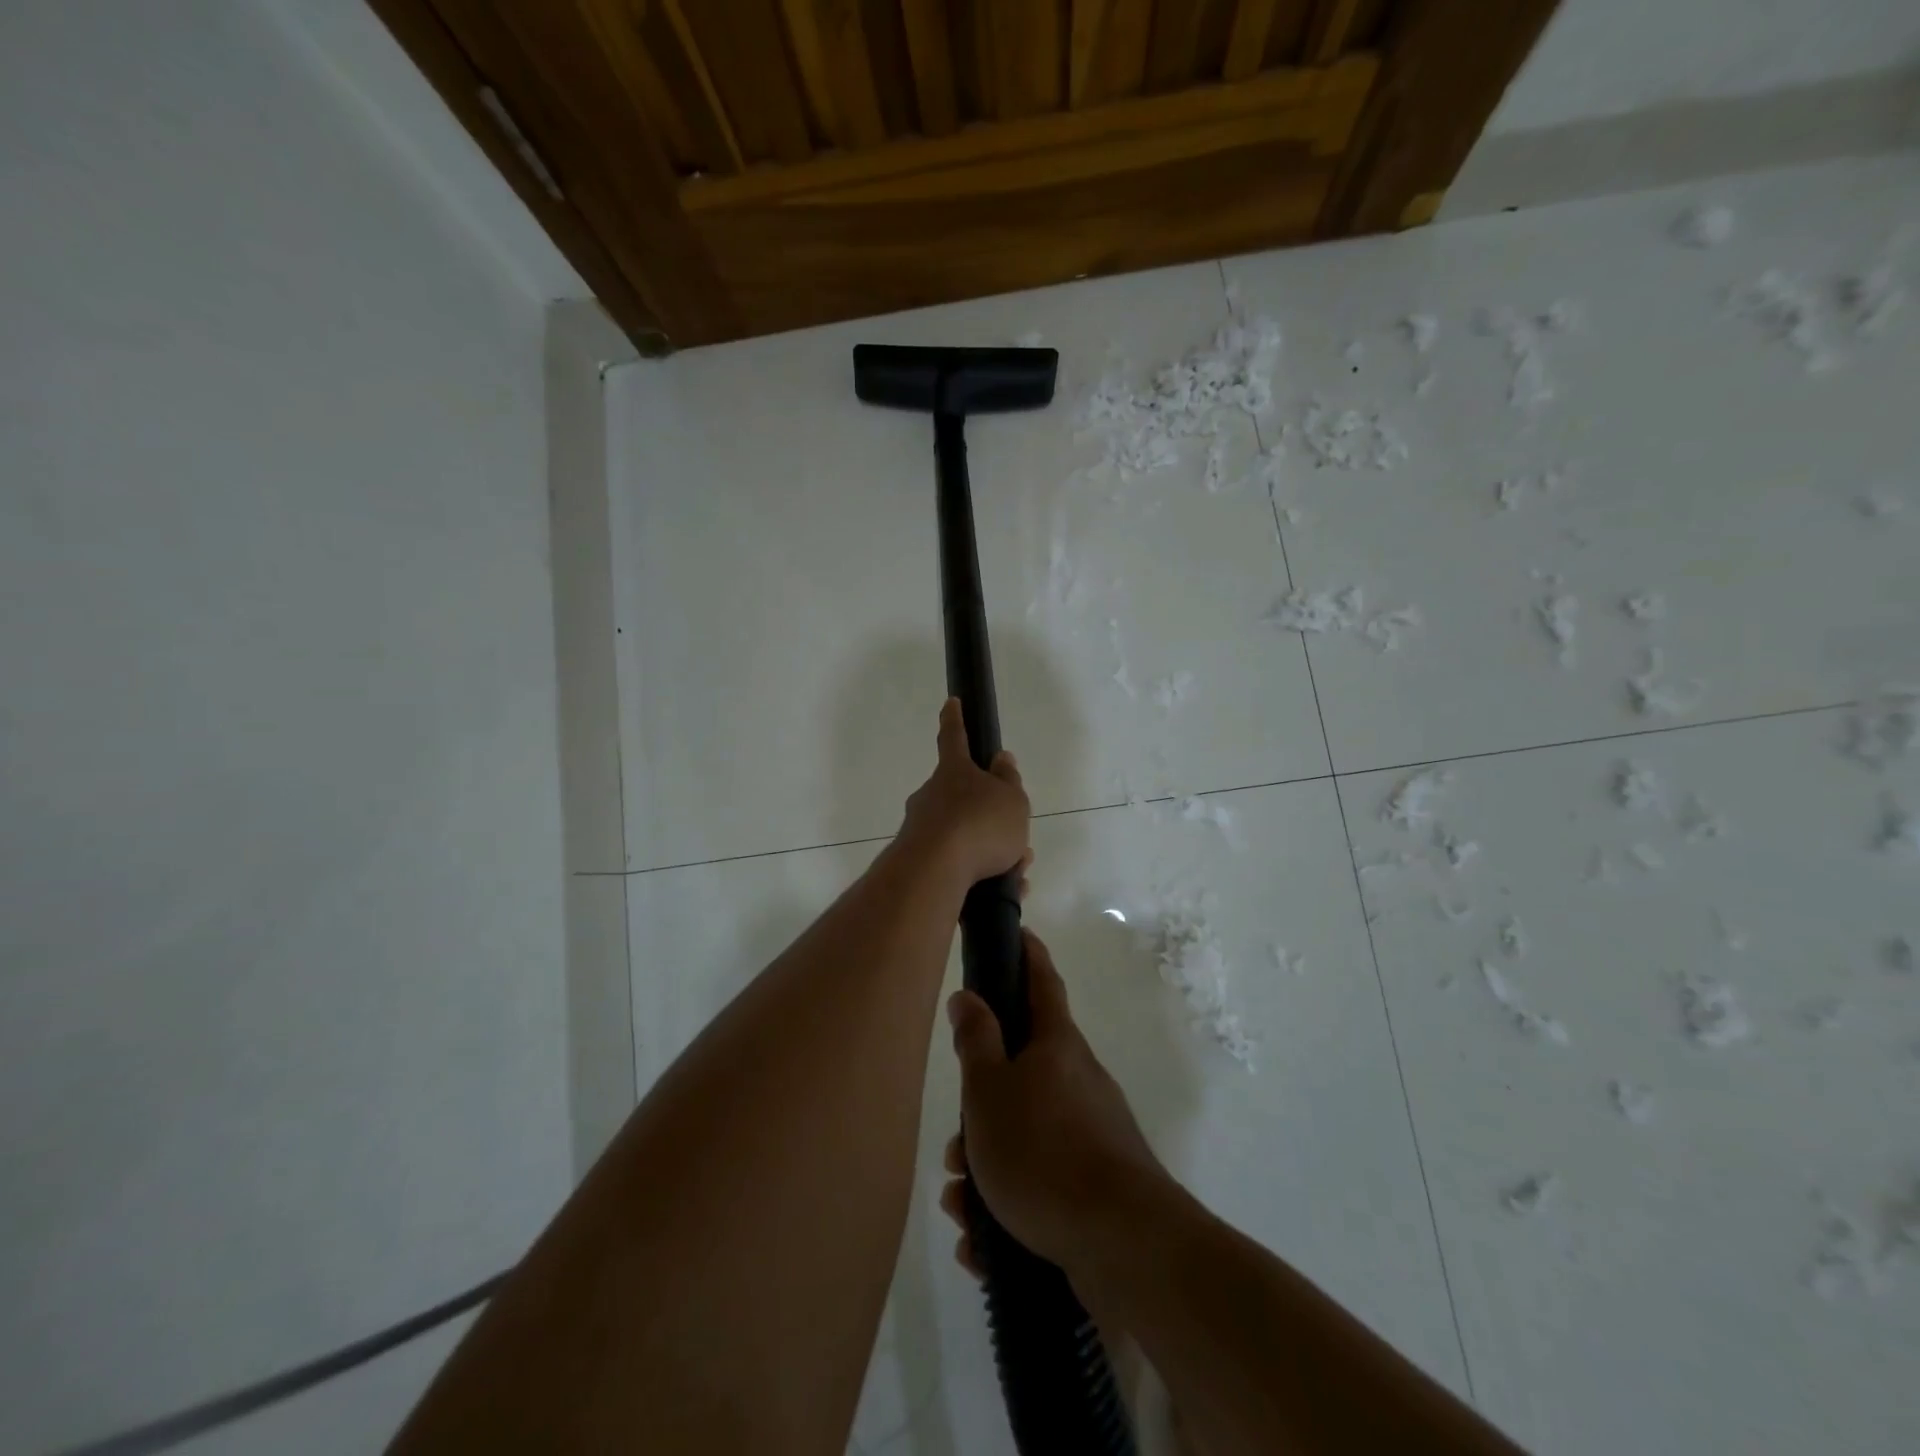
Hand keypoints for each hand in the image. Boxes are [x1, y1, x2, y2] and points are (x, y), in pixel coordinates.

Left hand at [898, 698, 1029, 889]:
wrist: (934, 872)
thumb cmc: (980, 825)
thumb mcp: (1012, 800)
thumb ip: (1008, 781)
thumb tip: (1000, 760)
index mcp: (954, 772)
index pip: (954, 737)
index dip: (955, 719)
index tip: (951, 702)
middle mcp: (931, 796)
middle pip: (963, 797)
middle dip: (991, 816)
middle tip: (1017, 839)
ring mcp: (921, 829)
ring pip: (964, 835)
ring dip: (993, 851)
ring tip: (1017, 871)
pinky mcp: (918, 862)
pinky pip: (957, 865)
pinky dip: (982, 876)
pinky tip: (1004, 891)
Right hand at [940, 930, 1165, 1277]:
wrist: (1122, 1242)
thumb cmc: (1043, 1150)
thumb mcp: (990, 1090)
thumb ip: (976, 1040)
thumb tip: (968, 995)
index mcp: (1057, 1045)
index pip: (1042, 981)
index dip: (1029, 954)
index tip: (1019, 933)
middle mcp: (1079, 1079)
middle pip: (1021, 1073)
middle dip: (981, 1107)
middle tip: (954, 1146)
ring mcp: (1092, 1131)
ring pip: (1025, 1134)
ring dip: (986, 1166)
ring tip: (962, 1205)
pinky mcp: (1097, 1183)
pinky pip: (1041, 1181)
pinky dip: (1009, 1204)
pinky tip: (983, 1245)